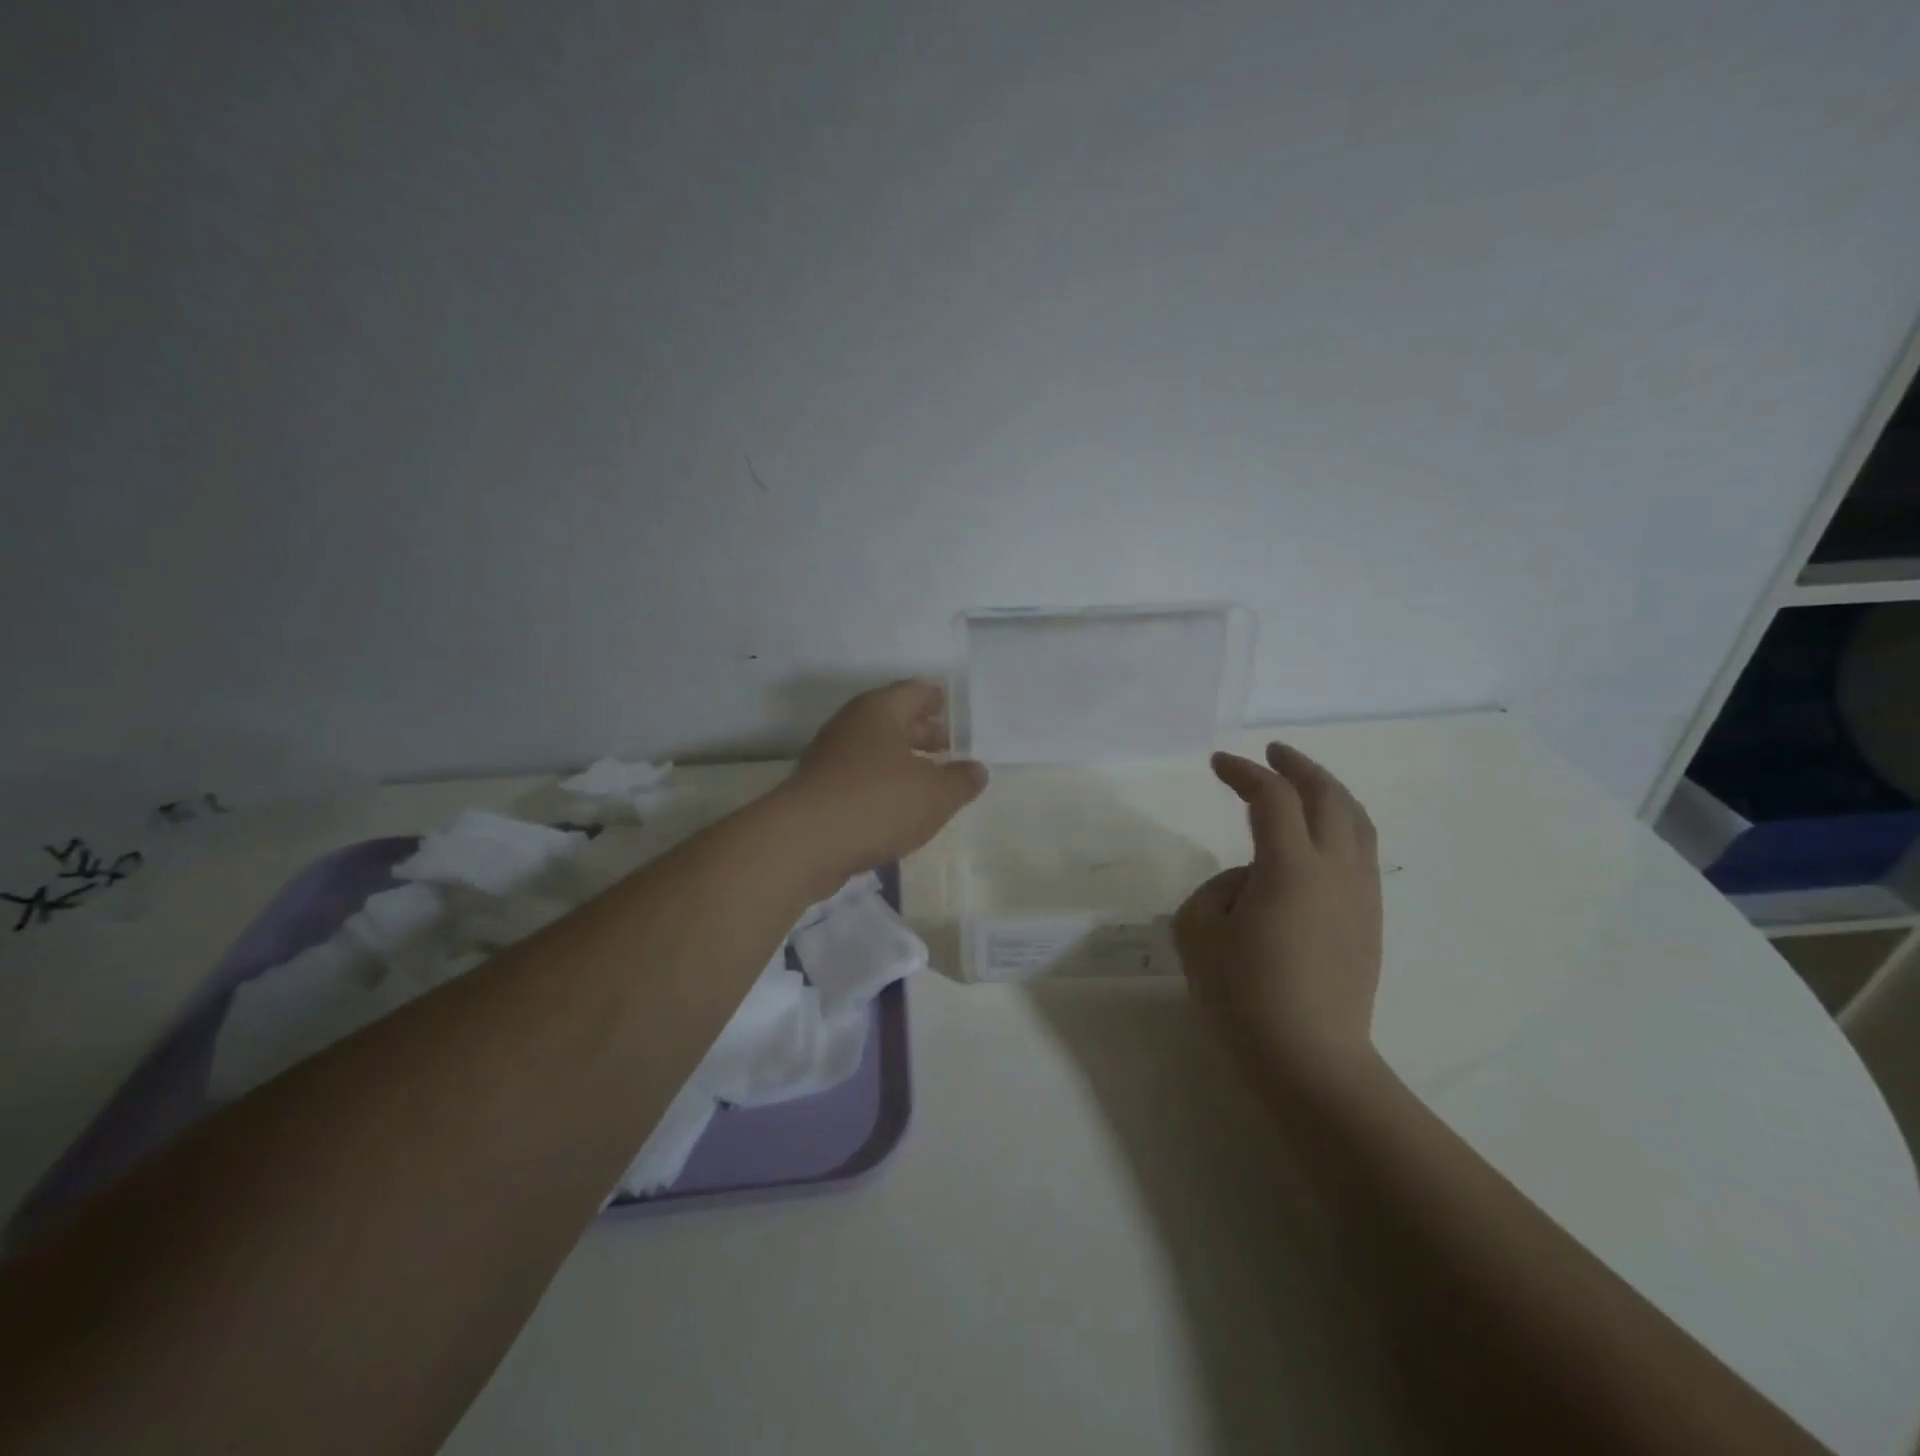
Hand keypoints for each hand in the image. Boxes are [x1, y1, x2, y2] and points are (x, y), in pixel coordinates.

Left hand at [782, 680, 988, 875]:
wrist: (804, 842)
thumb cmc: (878, 803)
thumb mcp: (936, 794)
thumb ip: (961, 780)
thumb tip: (976, 770)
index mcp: (880, 710)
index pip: (914, 691)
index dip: (936, 698)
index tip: (952, 707)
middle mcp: (851, 725)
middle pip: (892, 719)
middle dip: (921, 732)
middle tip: (947, 747)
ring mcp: (829, 757)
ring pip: (874, 749)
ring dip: (901, 760)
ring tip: (927, 780)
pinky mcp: (817, 789)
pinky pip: (858, 776)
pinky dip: (880, 783)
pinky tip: (896, 807)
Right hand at [1173, 743, 1383, 1080]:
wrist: (1311, 1060)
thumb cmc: (1245, 995)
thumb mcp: (1198, 933)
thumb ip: (1216, 890)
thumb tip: (1248, 882)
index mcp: (1291, 867)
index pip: (1272, 798)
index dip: (1244, 772)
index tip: (1217, 764)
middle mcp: (1336, 870)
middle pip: (1329, 797)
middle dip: (1299, 767)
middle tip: (1273, 753)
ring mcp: (1361, 896)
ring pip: (1357, 823)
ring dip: (1329, 793)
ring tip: (1303, 786)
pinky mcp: (1370, 922)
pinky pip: (1361, 853)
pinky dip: (1340, 826)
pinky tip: (1318, 841)